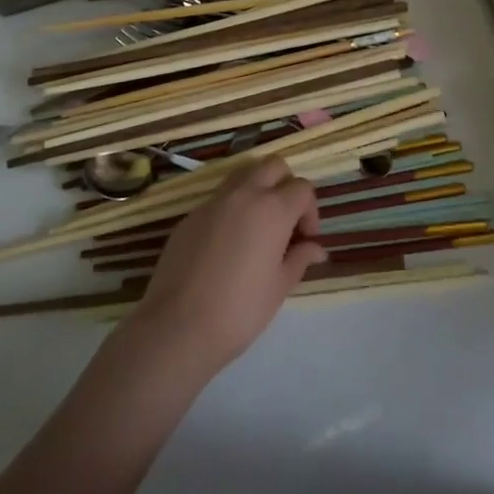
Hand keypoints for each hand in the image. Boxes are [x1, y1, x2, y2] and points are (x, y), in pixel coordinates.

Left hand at [126, 159, 328, 375]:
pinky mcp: (190, 216)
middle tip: (285, 220)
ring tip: (258, 224)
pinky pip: (219, 199)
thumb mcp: (279, 287)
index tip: (305, 239)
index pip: (302, 188)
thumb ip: (300, 258)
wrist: (176, 328)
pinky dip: (231, 208)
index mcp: (273, 209)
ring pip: (243, 174)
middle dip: (286, 185)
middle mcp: (244, 195)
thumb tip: (317, 249)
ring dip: (258, 188)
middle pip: (273, 166)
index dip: (310, 211)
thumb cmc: (239, 310)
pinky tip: (227, 244)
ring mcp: (213, 202)